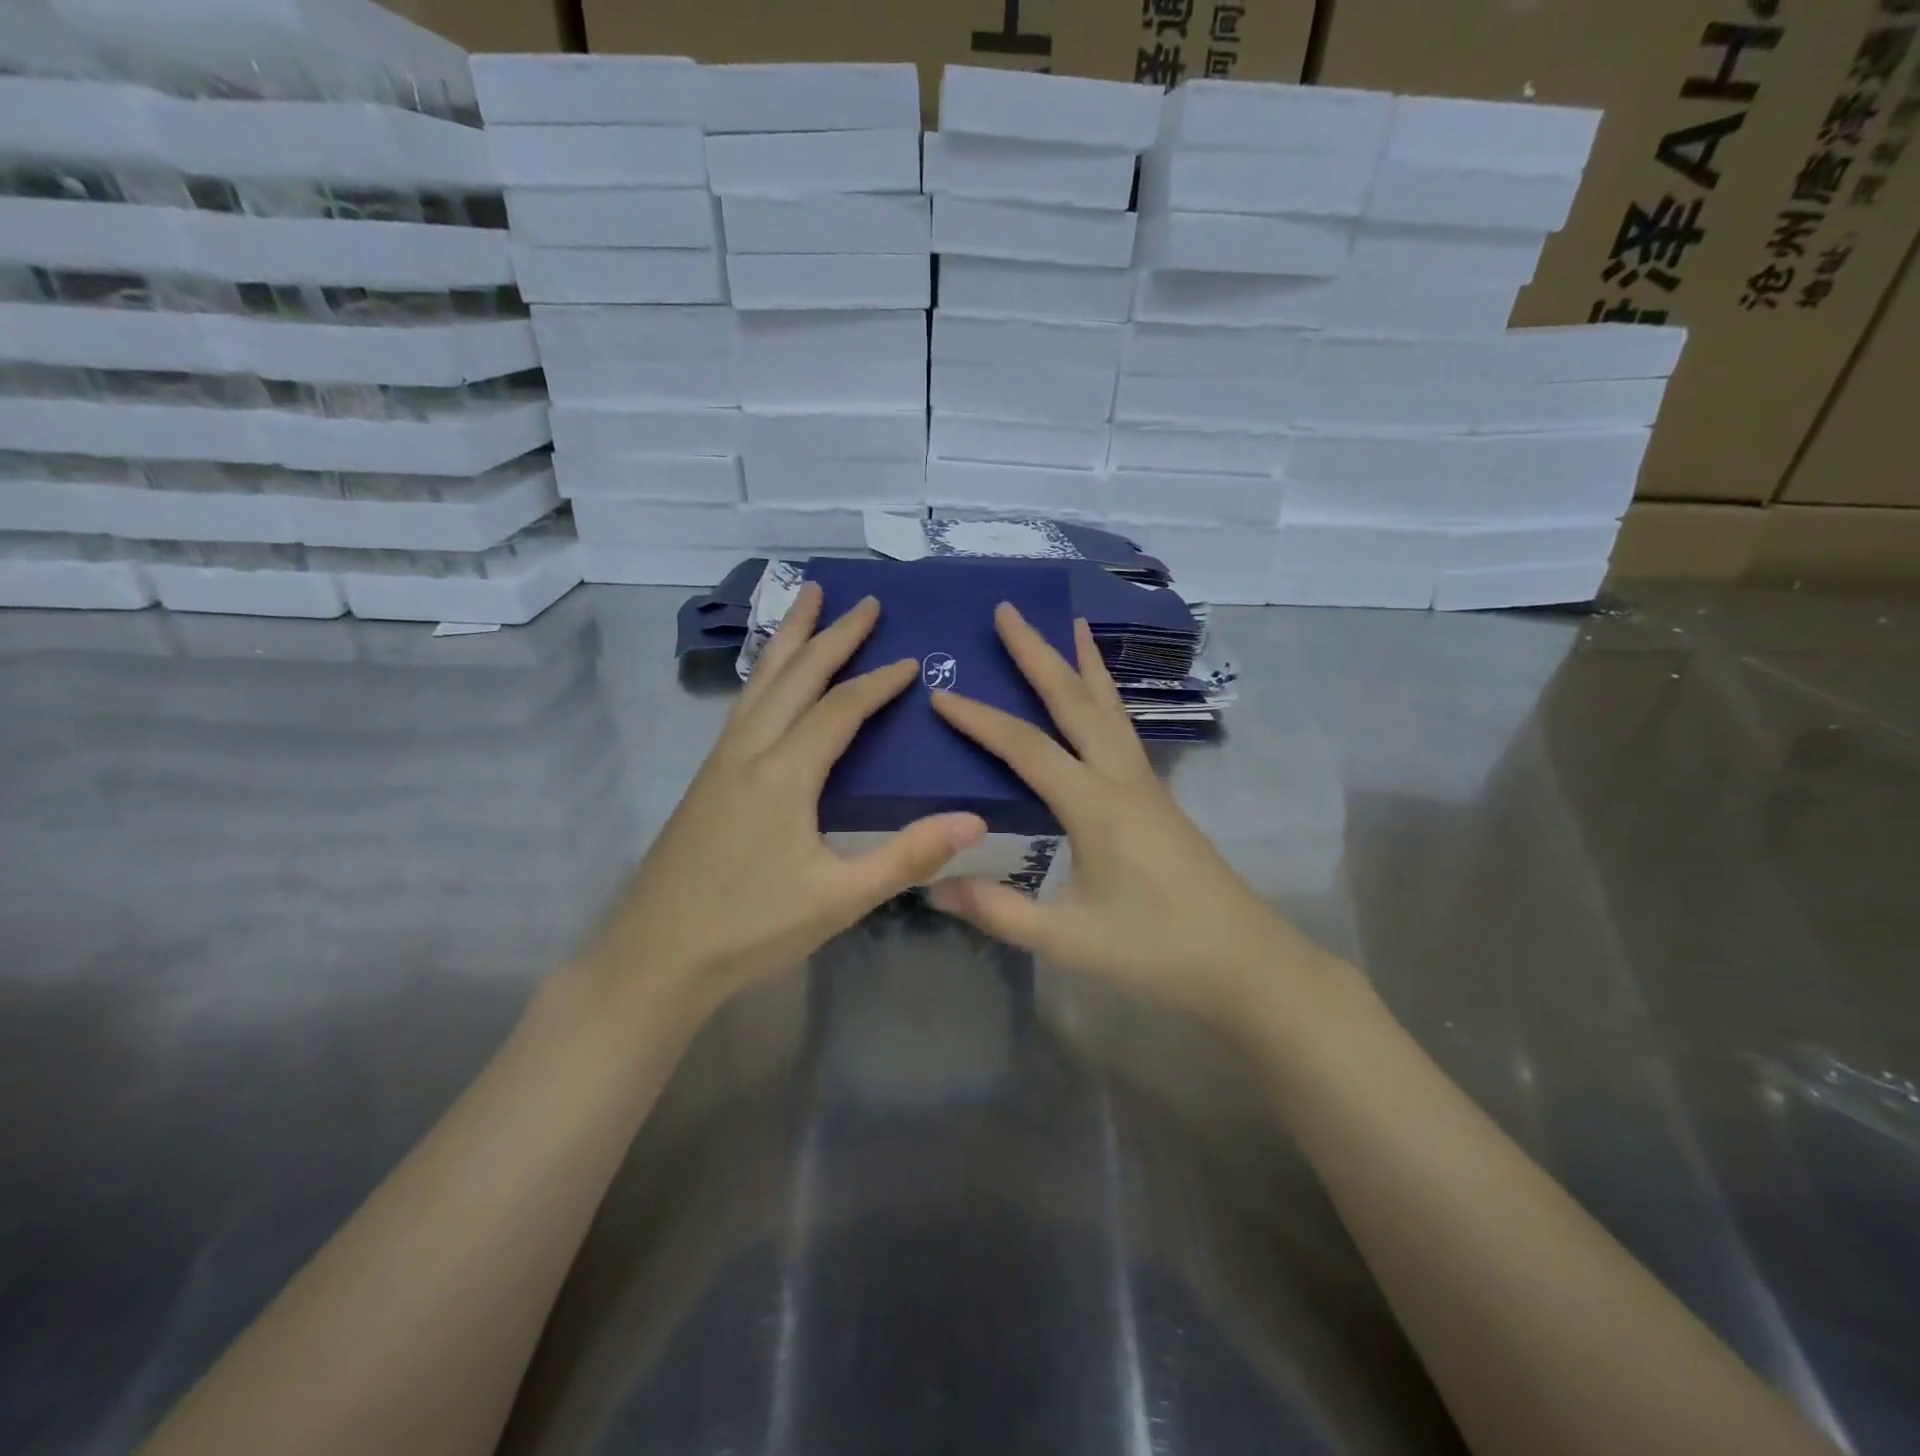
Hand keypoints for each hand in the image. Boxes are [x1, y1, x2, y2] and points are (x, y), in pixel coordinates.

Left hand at [581, 582, 985, 1013]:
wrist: (655, 956)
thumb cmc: (751, 928)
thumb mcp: (840, 898)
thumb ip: (907, 856)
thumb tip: (974, 819)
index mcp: (784, 773)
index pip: (840, 708)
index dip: (878, 681)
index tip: (912, 660)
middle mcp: (749, 751)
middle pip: (795, 676)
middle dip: (831, 634)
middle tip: (863, 600)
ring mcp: (720, 762)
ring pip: (760, 683)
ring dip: (789, 640)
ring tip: (807, 601)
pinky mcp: (706, 779)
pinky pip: (743, 705)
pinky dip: (766, 674)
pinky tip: (771, 680)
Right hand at [929, 605, 1331, 1028]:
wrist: (1246, 963)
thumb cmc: (1157, 951)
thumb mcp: (1068, 939)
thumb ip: (998, 911)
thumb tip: (931, 886)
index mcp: (1095, 806)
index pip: (1026, 747)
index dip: (979, 719)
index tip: (939, 693)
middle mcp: (1122, 779)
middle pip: (1075, 701)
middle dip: (1038, 653)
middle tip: (1008, 611)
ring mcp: (1146, 784)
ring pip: (1108, 707)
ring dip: (1083, 664)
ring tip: (1069, 624)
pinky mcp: (1158, 798)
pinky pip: (1123, 729)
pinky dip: (1105, 697)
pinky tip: (1099, 697)